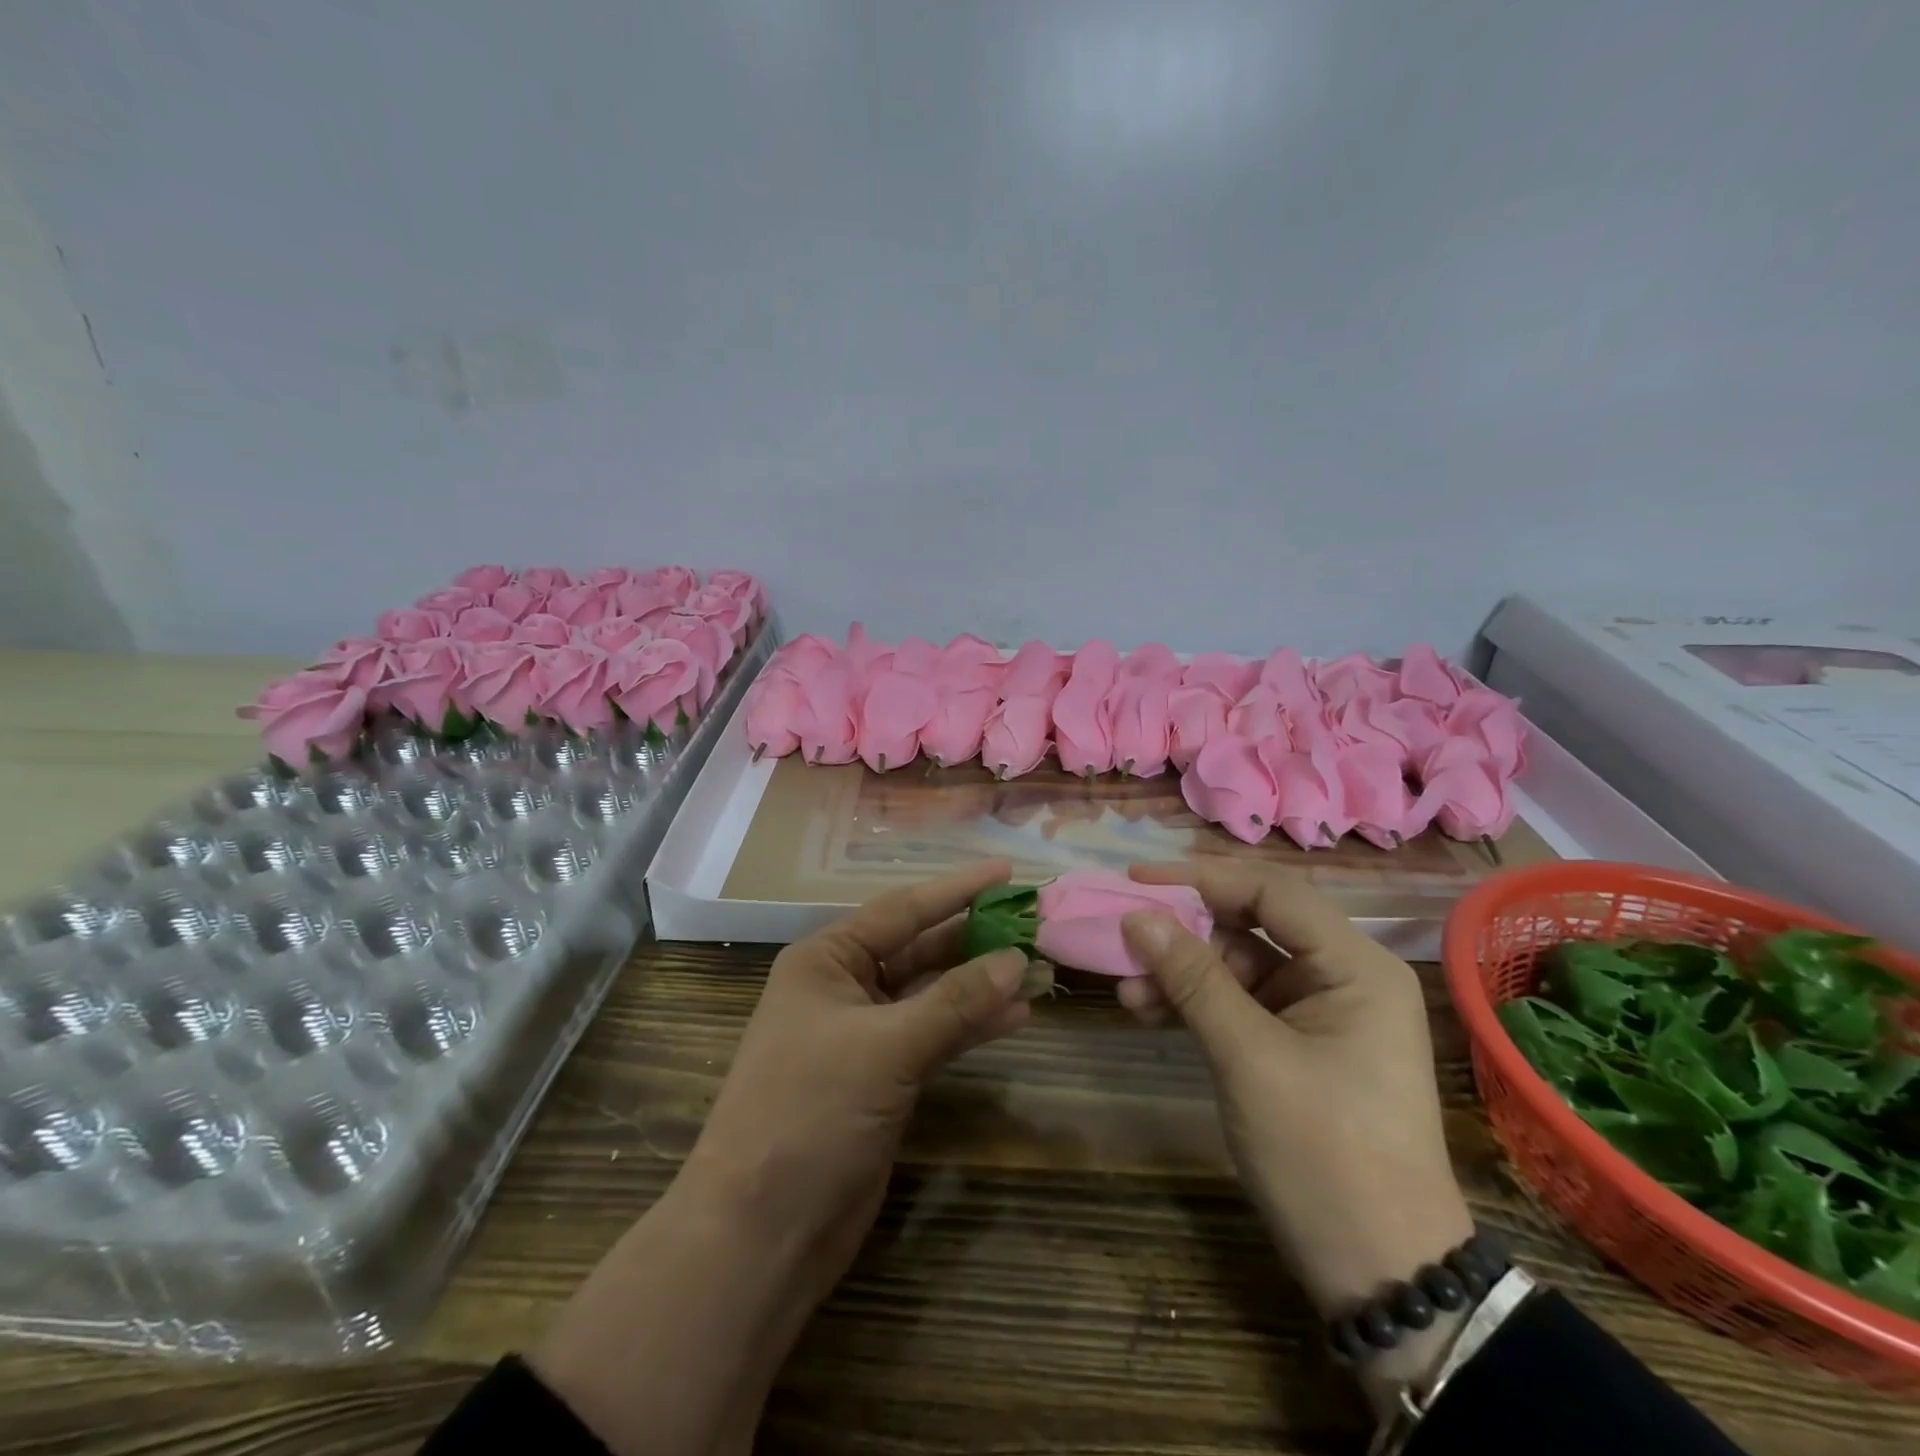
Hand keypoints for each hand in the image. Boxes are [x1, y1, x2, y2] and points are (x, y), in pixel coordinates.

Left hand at [533, 861, 1029, 1455]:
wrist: (763, 1232)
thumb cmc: (810, 1113)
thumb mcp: (886, 1048)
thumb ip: (955, 1002)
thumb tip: (1017, 959)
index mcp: (827, 960)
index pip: (903, 910)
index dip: (957, 888)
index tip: (1007, 870)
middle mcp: (845, 987)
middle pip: (919, 948)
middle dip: (973, 935)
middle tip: (1031, 918)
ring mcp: (865, 1035)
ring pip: (932, 993)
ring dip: (980, 982)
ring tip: (1037, 963)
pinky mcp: (883, 1078)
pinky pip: (936, 1035)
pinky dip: (972, 1025)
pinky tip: (1016, 1015)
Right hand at [1117, 862, 1473, 1331]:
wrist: (1381, 1274)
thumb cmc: (1324, 1155)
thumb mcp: (1249, 1058)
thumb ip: (1193, 979)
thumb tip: (1137, 916)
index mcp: (1354, 966)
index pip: (1270, 892)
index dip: (1200, 878)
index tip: (1136, 878)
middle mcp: (1341, 976)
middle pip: (1250, 926)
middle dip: (1184, 932)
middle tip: (1123, 935)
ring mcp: (1318, 1012)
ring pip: (1236, 966)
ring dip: (1181, 973)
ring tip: (1126, 991)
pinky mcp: (1295, 1044)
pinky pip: (1237, 1004)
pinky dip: (1194, 1004)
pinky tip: (1148, 1012)